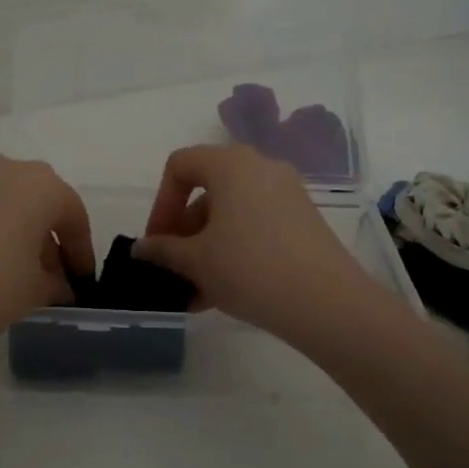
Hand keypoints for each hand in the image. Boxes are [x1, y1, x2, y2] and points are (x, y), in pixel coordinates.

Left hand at [0, 151, 94, 363]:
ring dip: (2, 223)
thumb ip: (54, 283)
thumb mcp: (33, 293)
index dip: (80, 248)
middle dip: (41, 231)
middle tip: (41, 270)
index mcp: (38, 186)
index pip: (72, 212)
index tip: (79, 279)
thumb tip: (56, 284)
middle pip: (31, 196)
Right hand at [134, 143, 381, 344]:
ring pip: (232, 214)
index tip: (156, 242)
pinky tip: (222, 293)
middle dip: (184, 231)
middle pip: (207, 191)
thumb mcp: (196, 261)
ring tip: (195, 292)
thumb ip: (163, 250)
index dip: (160, 203)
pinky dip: (234, 250)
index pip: (180, 165)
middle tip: (174, 268)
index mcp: (230, 164)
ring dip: (206, 248)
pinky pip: (256, 226)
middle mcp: (261, 167)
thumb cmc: (249, 268)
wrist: (326, 303)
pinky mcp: (304, 220)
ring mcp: (287, 194)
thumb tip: (142, 248)